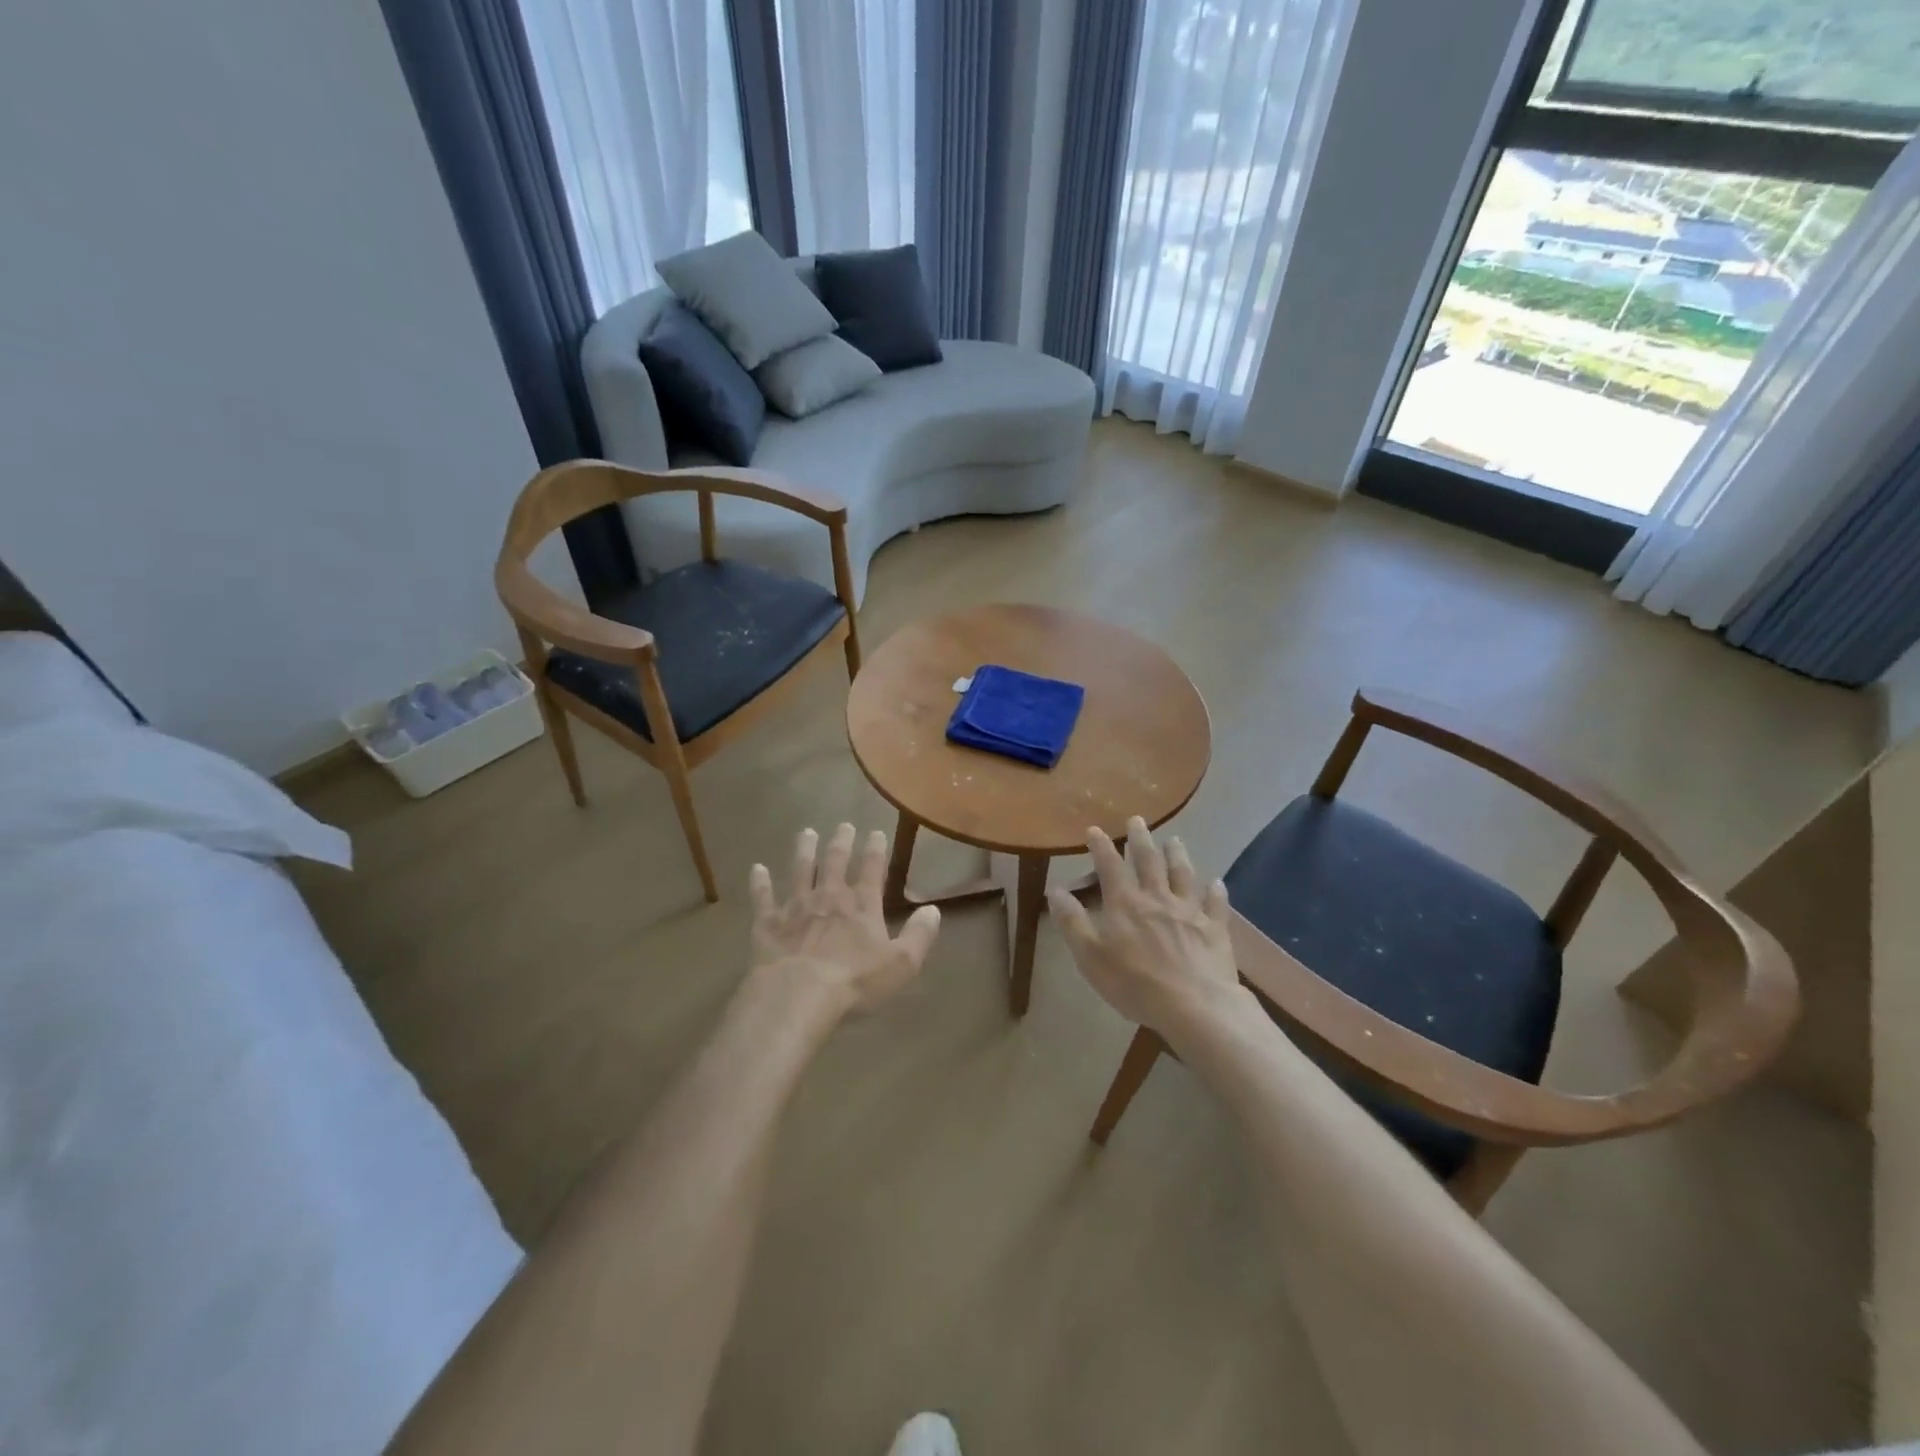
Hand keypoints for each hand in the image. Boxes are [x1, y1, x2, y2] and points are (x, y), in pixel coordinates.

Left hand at [748, 824, 941, 1014]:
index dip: (876, 850)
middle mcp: (829, 897)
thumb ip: (919, 936)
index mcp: (862, 905)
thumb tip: (934, 910)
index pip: (872, 869)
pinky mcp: (768, 923)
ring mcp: (796, 907)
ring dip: (804, 850)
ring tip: (806, 832)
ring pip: (800, 870)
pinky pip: (763, 898)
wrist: (798, 994)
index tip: (876, 832)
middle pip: (835, 862)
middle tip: (843, 825)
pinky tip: (757, 869)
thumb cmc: (854, 981)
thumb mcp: (901, 964)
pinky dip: (760, 883)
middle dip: (841, 842)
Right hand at [1047, 816, 1239, 1034]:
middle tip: (1138, 819)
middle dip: (1140, 838)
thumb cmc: (1135, 983)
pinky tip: (1217, 883)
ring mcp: (1189, 911)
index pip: (1109, 866)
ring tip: (1175, 840)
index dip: (1101, 846)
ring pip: (1182, 874)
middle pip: (1148, 861)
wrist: (1195, 1006)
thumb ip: (1072, 922)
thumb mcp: (1090, 956)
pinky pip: (1215, 904)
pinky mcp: (1214, 928)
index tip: (1095, 829)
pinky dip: (1216, 891)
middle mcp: (1157, 898)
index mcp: (1125, 904)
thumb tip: (1055, 890)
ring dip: (1177, 854)